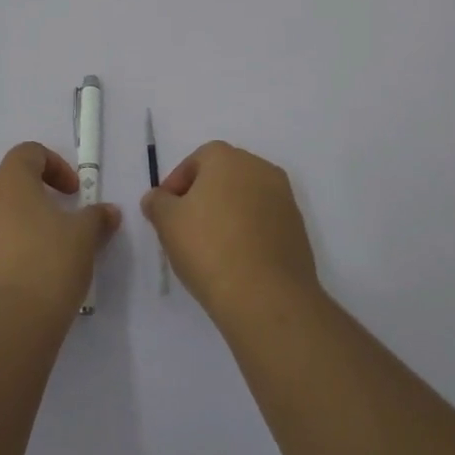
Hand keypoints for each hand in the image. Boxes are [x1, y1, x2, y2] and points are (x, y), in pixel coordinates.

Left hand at [0, 142, 121, 324]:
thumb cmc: (46, 264)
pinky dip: (2, 258)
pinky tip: (23, 286)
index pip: (29, 153)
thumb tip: (107, 212)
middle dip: (35, 201)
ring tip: (43, 261)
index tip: (74, 193)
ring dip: (17, 230)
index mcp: (7, 181)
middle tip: (60, 227)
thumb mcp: (84, 238)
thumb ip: (96, 218)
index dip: (55, 166)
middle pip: (8, 187)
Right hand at [141, 140, 319, 322]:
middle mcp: (259, 167)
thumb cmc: (209, 248)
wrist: (267, 296)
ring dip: (227, 215)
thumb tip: (157, 198)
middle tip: (185, 228)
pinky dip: (248, 233)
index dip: (176, 185)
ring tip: (211, 248)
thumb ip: (158, 203)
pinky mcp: (297, 228)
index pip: (195, 161)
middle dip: (203, 197)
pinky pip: (264, 222)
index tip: (165, 213)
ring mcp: (283, 197)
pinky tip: (236, 260)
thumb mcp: (167, 223)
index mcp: (227, 157)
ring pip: (245, 199)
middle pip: (223, 176)